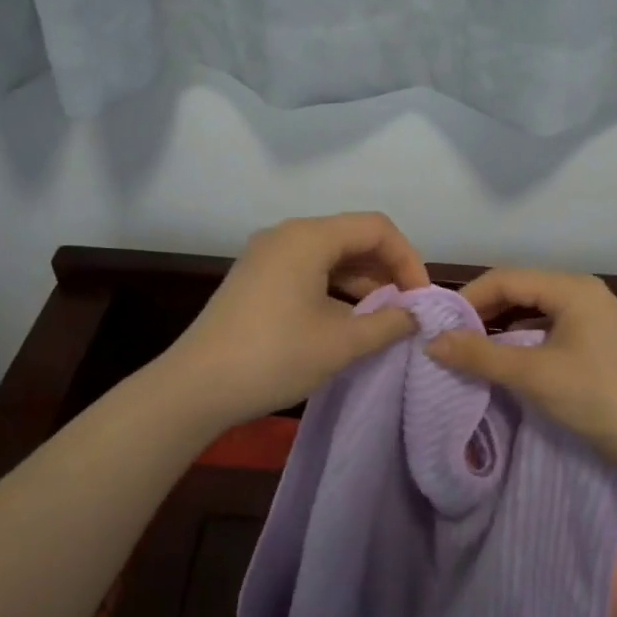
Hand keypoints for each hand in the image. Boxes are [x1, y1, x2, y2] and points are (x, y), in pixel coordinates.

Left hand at [166, 213, 429, 426]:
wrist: (196, 387)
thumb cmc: (274, 357)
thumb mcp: (341, 343)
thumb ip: (388, 323)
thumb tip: (415, 315)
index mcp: (308, 237)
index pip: (377, 228)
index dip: (408, 260)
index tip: (420, 300)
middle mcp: (286, 235)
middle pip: (352, 237)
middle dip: (387, 270)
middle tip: (407, 309)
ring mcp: (266, 255)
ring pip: (329, 255)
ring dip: (362, 281)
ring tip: (383, 317)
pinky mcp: (255, 278)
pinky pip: (307, 270)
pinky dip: (334, 288)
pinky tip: (347, 319)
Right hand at [425, 268, 616, 470]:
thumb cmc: (595, 398)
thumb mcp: (532, 375)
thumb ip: (479, 355)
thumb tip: (431, 342)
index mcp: (572, 288)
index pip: (505, 278)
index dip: (468, 298)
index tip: (439, 325)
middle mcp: (583, 293)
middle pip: (520, 290)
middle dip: (483, 311)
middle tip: (450, 337)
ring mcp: (593, 317)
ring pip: (533, 311)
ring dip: (500, 326)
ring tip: (470, 348)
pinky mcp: (596, 341)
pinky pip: (548, 328)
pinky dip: (522, 340)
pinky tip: (506, 360)